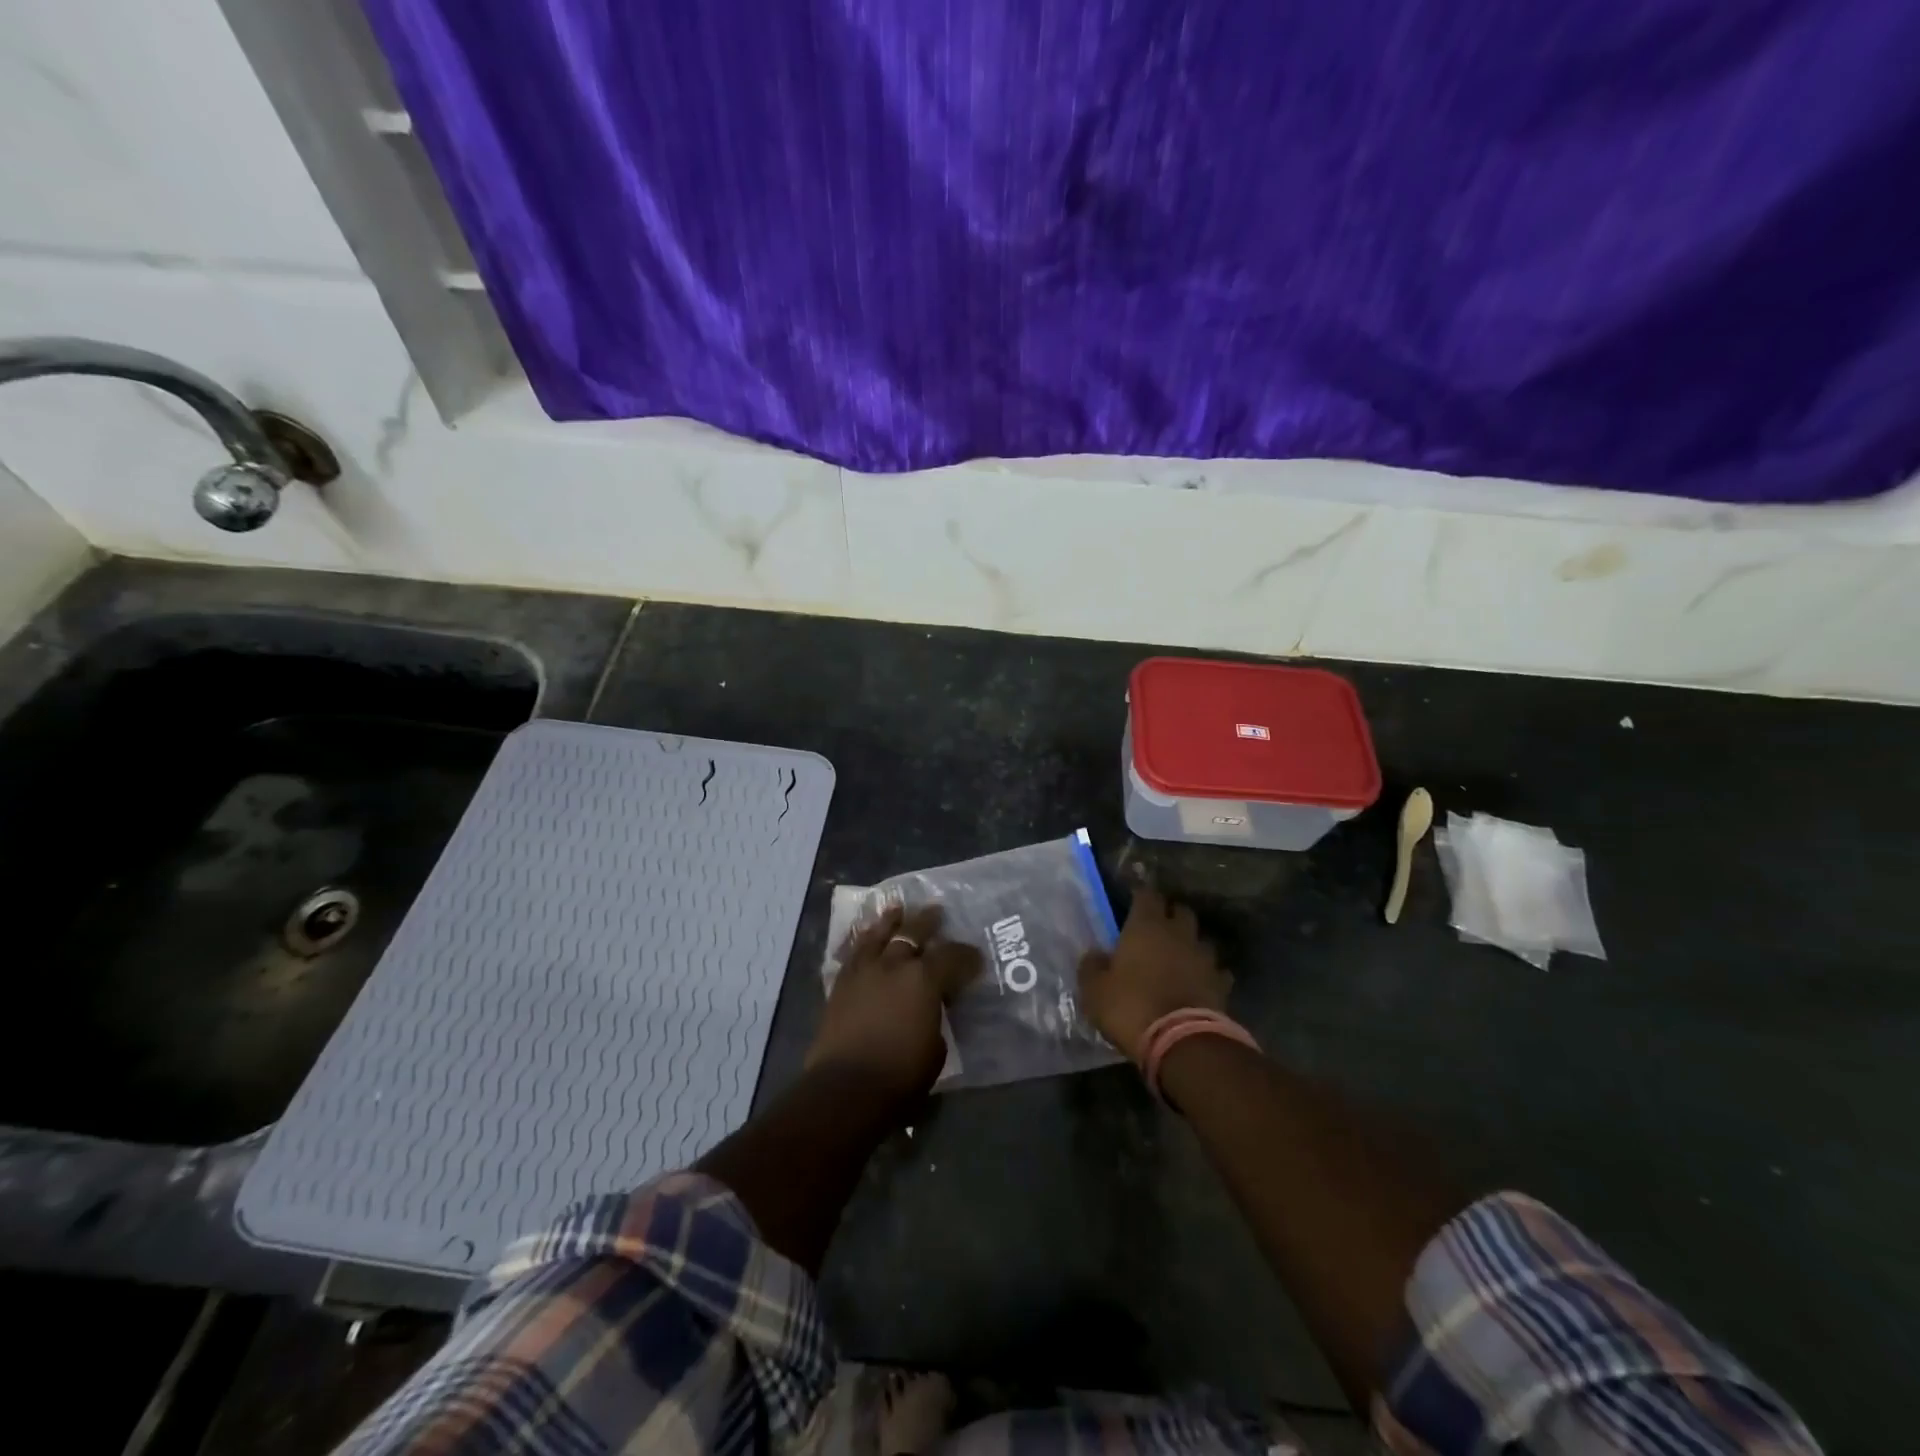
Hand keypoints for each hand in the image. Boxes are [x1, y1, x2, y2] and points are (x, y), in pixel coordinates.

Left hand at [806, 904, 980, 1099]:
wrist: (845, 1087)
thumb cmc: (900, 1074)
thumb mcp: (936, 1048)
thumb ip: (936, 1017)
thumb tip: (934, 1006)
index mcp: (925, 979)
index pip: (952, 956)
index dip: (967, 956)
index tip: (976, 957)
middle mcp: (895, 964)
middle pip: (913, 932)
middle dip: (928, 921)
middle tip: (937, 912)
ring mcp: (865, 970)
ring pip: (879, 934)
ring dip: (891, 921)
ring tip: (897, 909)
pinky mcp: (841, 983)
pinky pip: (855, 952)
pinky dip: (864, 940)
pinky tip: (866, 937)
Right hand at [1078, 886, 1230, 1062]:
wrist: (1181, 1042)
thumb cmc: (1130, 1007)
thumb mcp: (1094, 990)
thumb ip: (1092, 966)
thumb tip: (1095, 954)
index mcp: (1146, 926)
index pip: (1147, 894)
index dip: (1141, 895)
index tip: (1133, 900)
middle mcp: (1178, 933)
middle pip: (1180, 911)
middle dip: (1171, 914)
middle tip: (1157, 927)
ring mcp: (1204, 958)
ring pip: (1201, 939)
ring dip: (1191, 944)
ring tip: (1179, 956)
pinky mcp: (1222, 984)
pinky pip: (1216, 971)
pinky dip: (1208, 973)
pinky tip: (1199, 983)